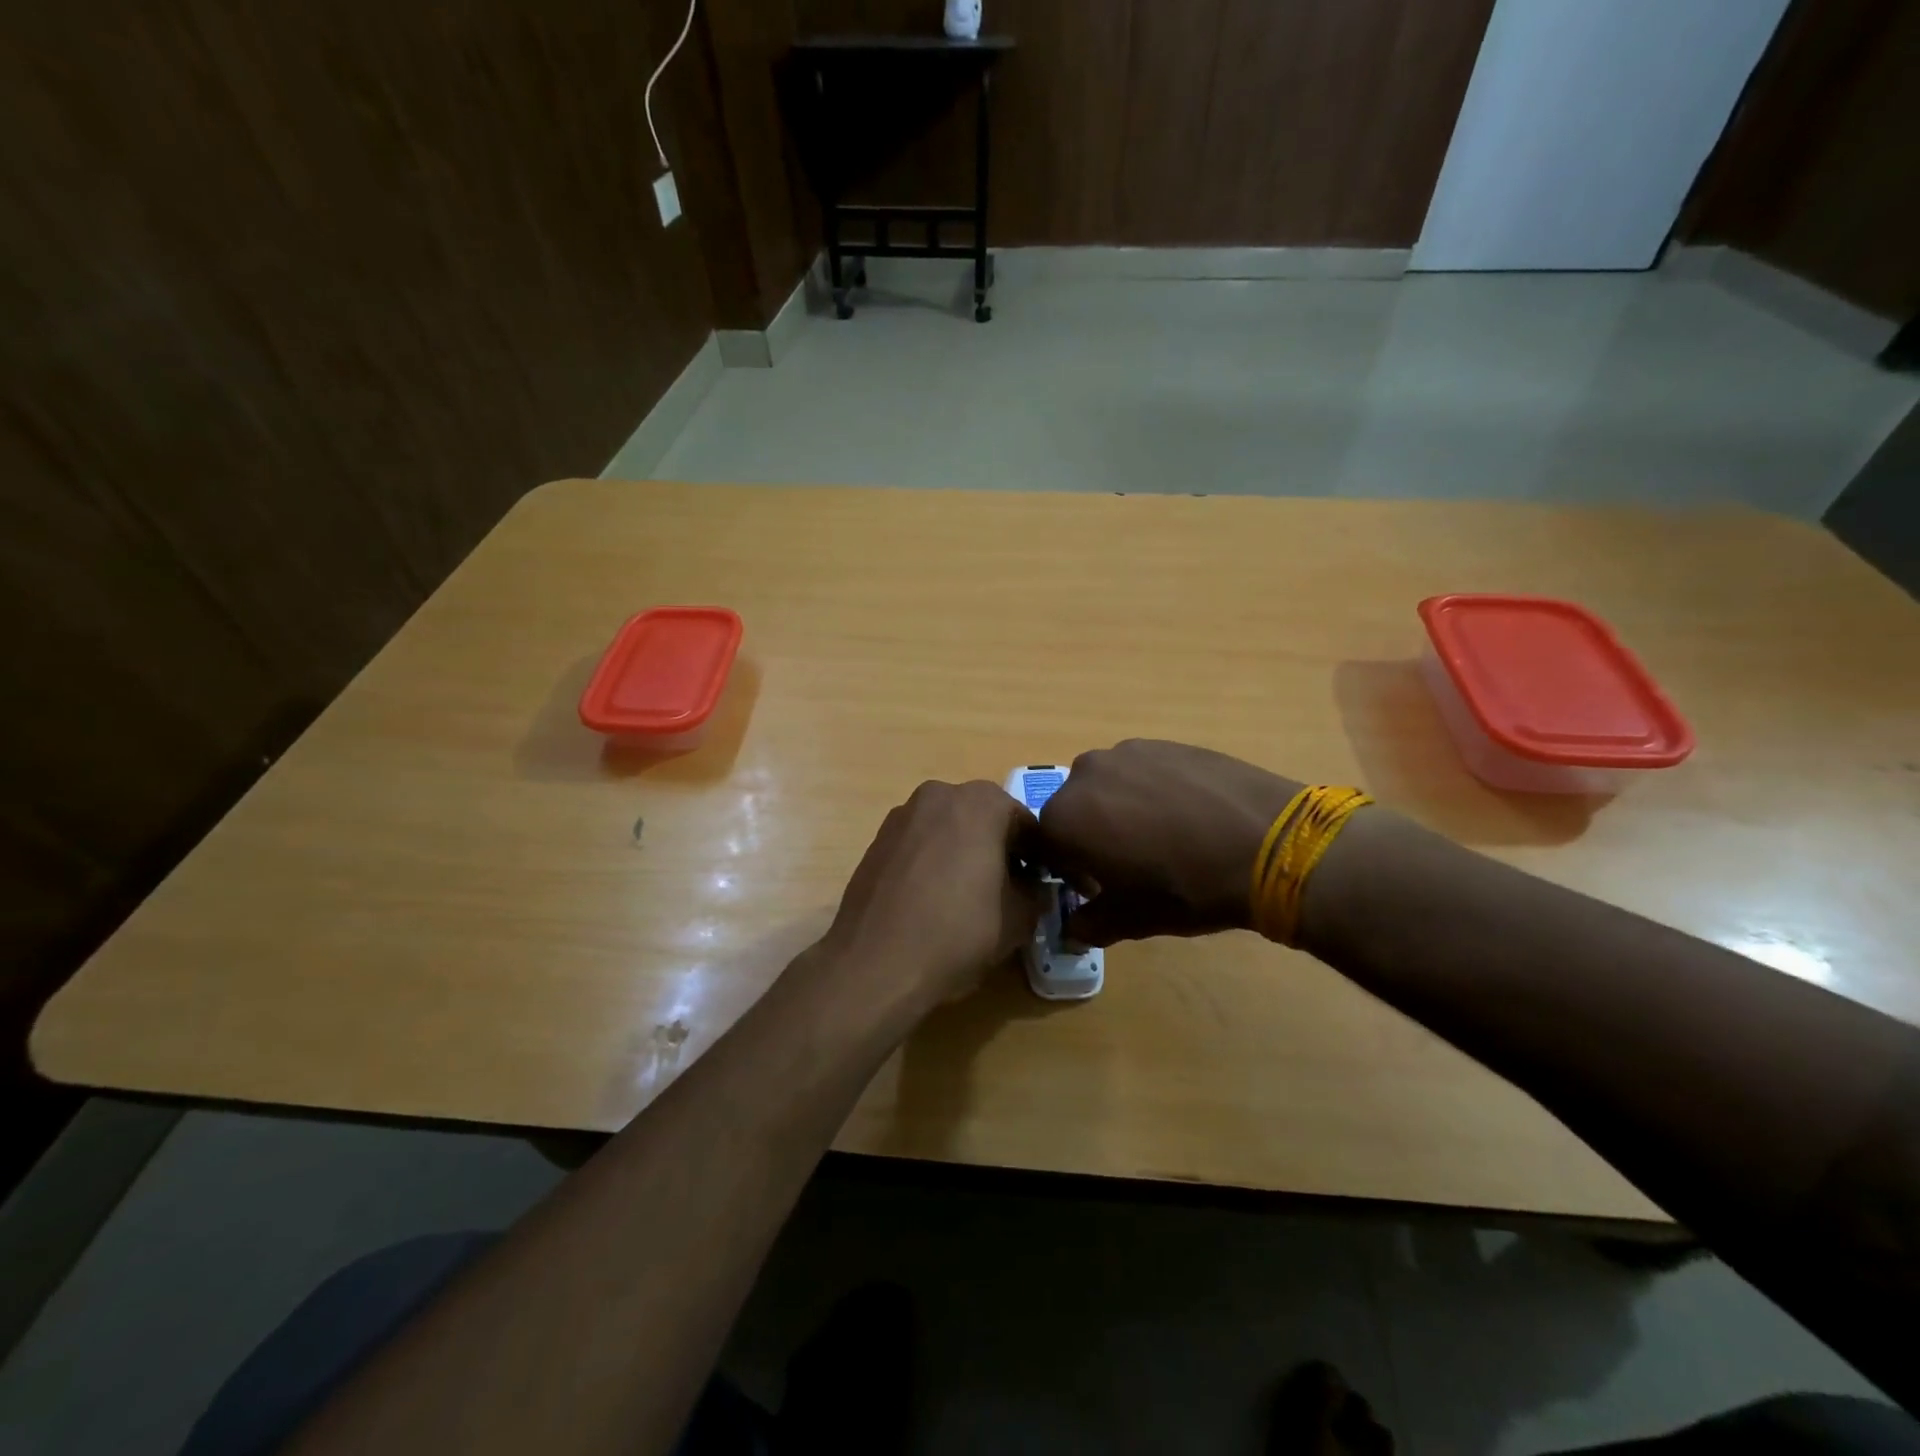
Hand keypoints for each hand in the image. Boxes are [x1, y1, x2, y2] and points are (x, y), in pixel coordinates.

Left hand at [816, 780, 1046, 1014]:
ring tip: (966, 898)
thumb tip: (1033, 887)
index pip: (1025, 822)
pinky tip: (931, 901)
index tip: (1039, 886)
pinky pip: (919, 844)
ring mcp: (902, 815)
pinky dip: (932, 862)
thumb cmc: (958, 933)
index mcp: (981, 801)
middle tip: (1006, 891)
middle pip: (984, 819)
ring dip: (963, 853)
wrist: (875, 963)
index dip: (1037, 856)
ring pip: (948, 829)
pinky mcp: (876, 840)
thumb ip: (1036, 892)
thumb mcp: (1019, 918)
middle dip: (998, 849)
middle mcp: (940, 794)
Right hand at [1037, 740, 1301, 945]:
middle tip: (1131, 863)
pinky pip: (1143, 771)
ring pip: (1109, 786)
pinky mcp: (1166, 742)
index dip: (1068, 870)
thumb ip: (1090, 924)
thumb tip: (1073, 929)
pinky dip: (1153, 790)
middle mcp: (1085, 774)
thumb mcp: (1131, 920)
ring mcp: (1127, 751)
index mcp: (1065, 817)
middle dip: (1092, 835)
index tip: (1097, 887)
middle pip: (1074, 809)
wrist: (1269, 842)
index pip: (1045, 845)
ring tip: (1165, 836)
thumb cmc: (1185, 887)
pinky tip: (1189, 815)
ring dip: (1121, 809)